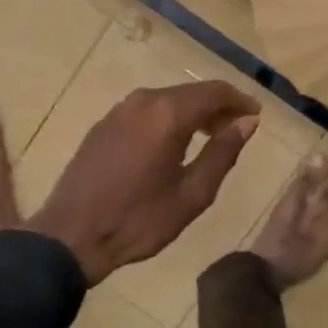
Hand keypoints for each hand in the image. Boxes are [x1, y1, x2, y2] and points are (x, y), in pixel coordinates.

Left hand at [26, 81, 261, 283]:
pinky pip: (146, 110)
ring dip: (192, 112)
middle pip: (190, 92)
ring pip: (167, 99)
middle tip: (237, 129)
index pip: (215, 92)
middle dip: (217, 106)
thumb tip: (247, 122)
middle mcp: (143, 101)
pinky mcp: (103, 125)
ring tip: (210, 138)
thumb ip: (223, 153)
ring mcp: (118, 110)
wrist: (71, 236)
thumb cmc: (139, 220)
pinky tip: (173, 143)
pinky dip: (168, 118)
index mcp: (167, 114)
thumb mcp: (192, 193)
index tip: (256, 116)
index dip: (240, 101)